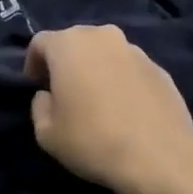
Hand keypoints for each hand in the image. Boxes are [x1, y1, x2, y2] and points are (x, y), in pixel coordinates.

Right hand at [26, 25, 192, 193]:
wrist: (159, 157)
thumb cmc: (92, 140)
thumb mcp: (46, 133)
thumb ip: (39, 105)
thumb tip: (48, 96)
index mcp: (69, 45)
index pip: (40, 42)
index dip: (32, 64)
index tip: (36, 88)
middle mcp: (103, 36)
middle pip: (74, 42)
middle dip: (65, 62)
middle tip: (63, 92)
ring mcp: (135, 50)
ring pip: (104, 53)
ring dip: (94, 69)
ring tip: (96, 101)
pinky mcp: (160, 68)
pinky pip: (128, 68)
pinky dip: (120, 81)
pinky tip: (123, 109)